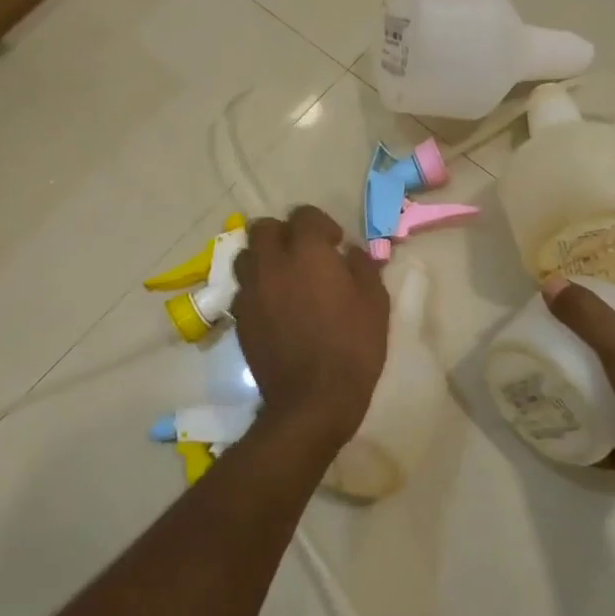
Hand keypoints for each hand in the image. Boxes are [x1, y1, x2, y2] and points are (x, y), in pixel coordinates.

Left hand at [232, 205, 389, 445]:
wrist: (313, 399)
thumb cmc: (352, 347)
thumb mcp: (375, 303)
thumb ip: (362, 267)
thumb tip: (351, 252)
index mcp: (307, 252)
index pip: (304, 215)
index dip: (321, 225)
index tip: (335, 244)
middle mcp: (271, 263)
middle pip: (264, 228)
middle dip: (284, 233)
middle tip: (305, 255)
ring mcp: (250, 290)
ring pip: (246, 255)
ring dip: (264, 257)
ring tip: (284, 277)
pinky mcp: (239, 317)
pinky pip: (243, 288)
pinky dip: (257, 287)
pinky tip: (275, 306)